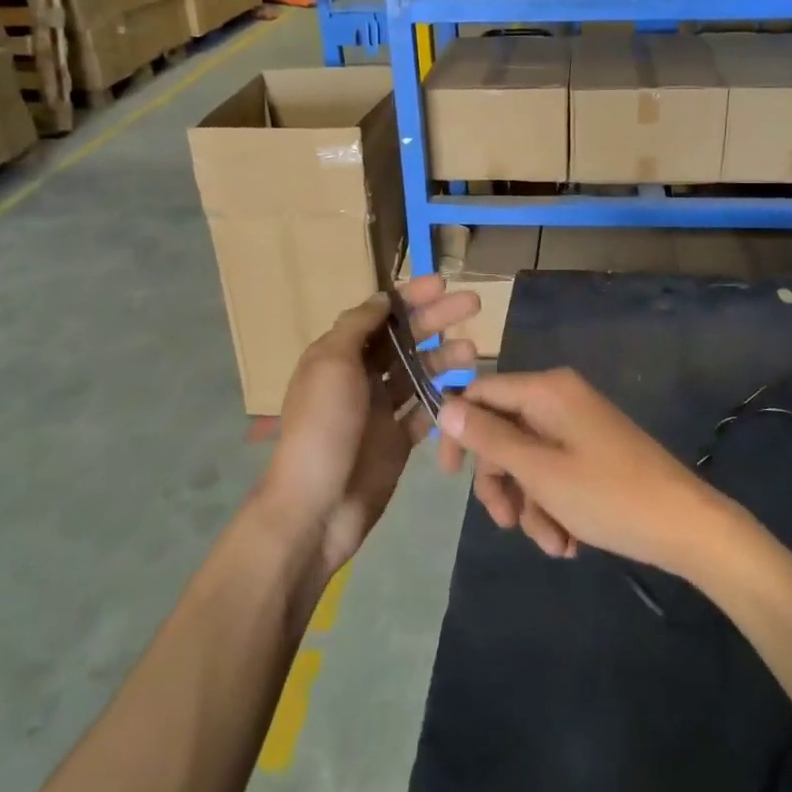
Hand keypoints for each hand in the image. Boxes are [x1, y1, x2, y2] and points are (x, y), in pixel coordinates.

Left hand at [259, 276, 478, 577]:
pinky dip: (444, 398)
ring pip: (419, 372)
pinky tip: (467, 390)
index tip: (441, 284)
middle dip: (436, 319)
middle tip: (473, 303)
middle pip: (404, 339)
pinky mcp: (397, 440)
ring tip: (473, 351)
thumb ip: (357, 327)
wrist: (317, 507)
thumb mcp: (332, 364)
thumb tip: (381, 299)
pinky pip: (425, 411)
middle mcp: (359, 377)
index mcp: (338, 355)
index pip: (379, 315)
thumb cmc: (323, 427)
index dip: (409, 297)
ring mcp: (380, 410)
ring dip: (445, 358)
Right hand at [437, 369, 717, 574]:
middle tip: (505, 523)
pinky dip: (553, 507)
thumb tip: (445, 406)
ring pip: (527, 461)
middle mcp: (560, 400)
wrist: (686, 526)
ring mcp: (578, 428)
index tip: (448, 475)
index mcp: (547, 391)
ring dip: (530, 505)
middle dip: (501, 483)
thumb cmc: (608, 495)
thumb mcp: (539, 471)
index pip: (481, 393)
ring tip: (552, 544)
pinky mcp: (592, 454)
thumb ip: (489, 439)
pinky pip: (554, 474)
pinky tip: (568, 542)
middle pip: (503, 433)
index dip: (458, 430)